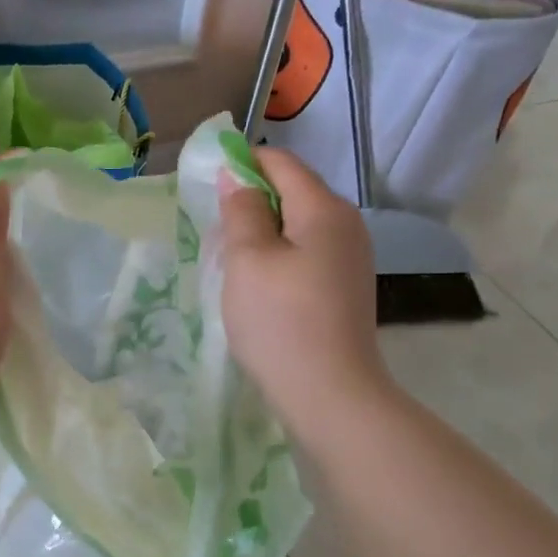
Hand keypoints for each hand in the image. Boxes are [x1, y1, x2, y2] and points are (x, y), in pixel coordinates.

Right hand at [219, 147, 390, 439]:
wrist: (330, 394)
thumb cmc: (280, 320)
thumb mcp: (248, 259)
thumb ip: (241, 211)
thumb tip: (236, 175)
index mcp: (323, 208)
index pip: (281, 162)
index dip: (242, 163)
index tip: (206, 185)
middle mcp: (346, 223)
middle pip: (293, 191)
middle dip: (251, 200)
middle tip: (214, 230)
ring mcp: (351, 257)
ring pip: (298, 224)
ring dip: (262, 231)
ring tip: (231, 260)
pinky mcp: (346, 286)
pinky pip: (307, 252)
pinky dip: (279, 255)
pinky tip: (259, 284)